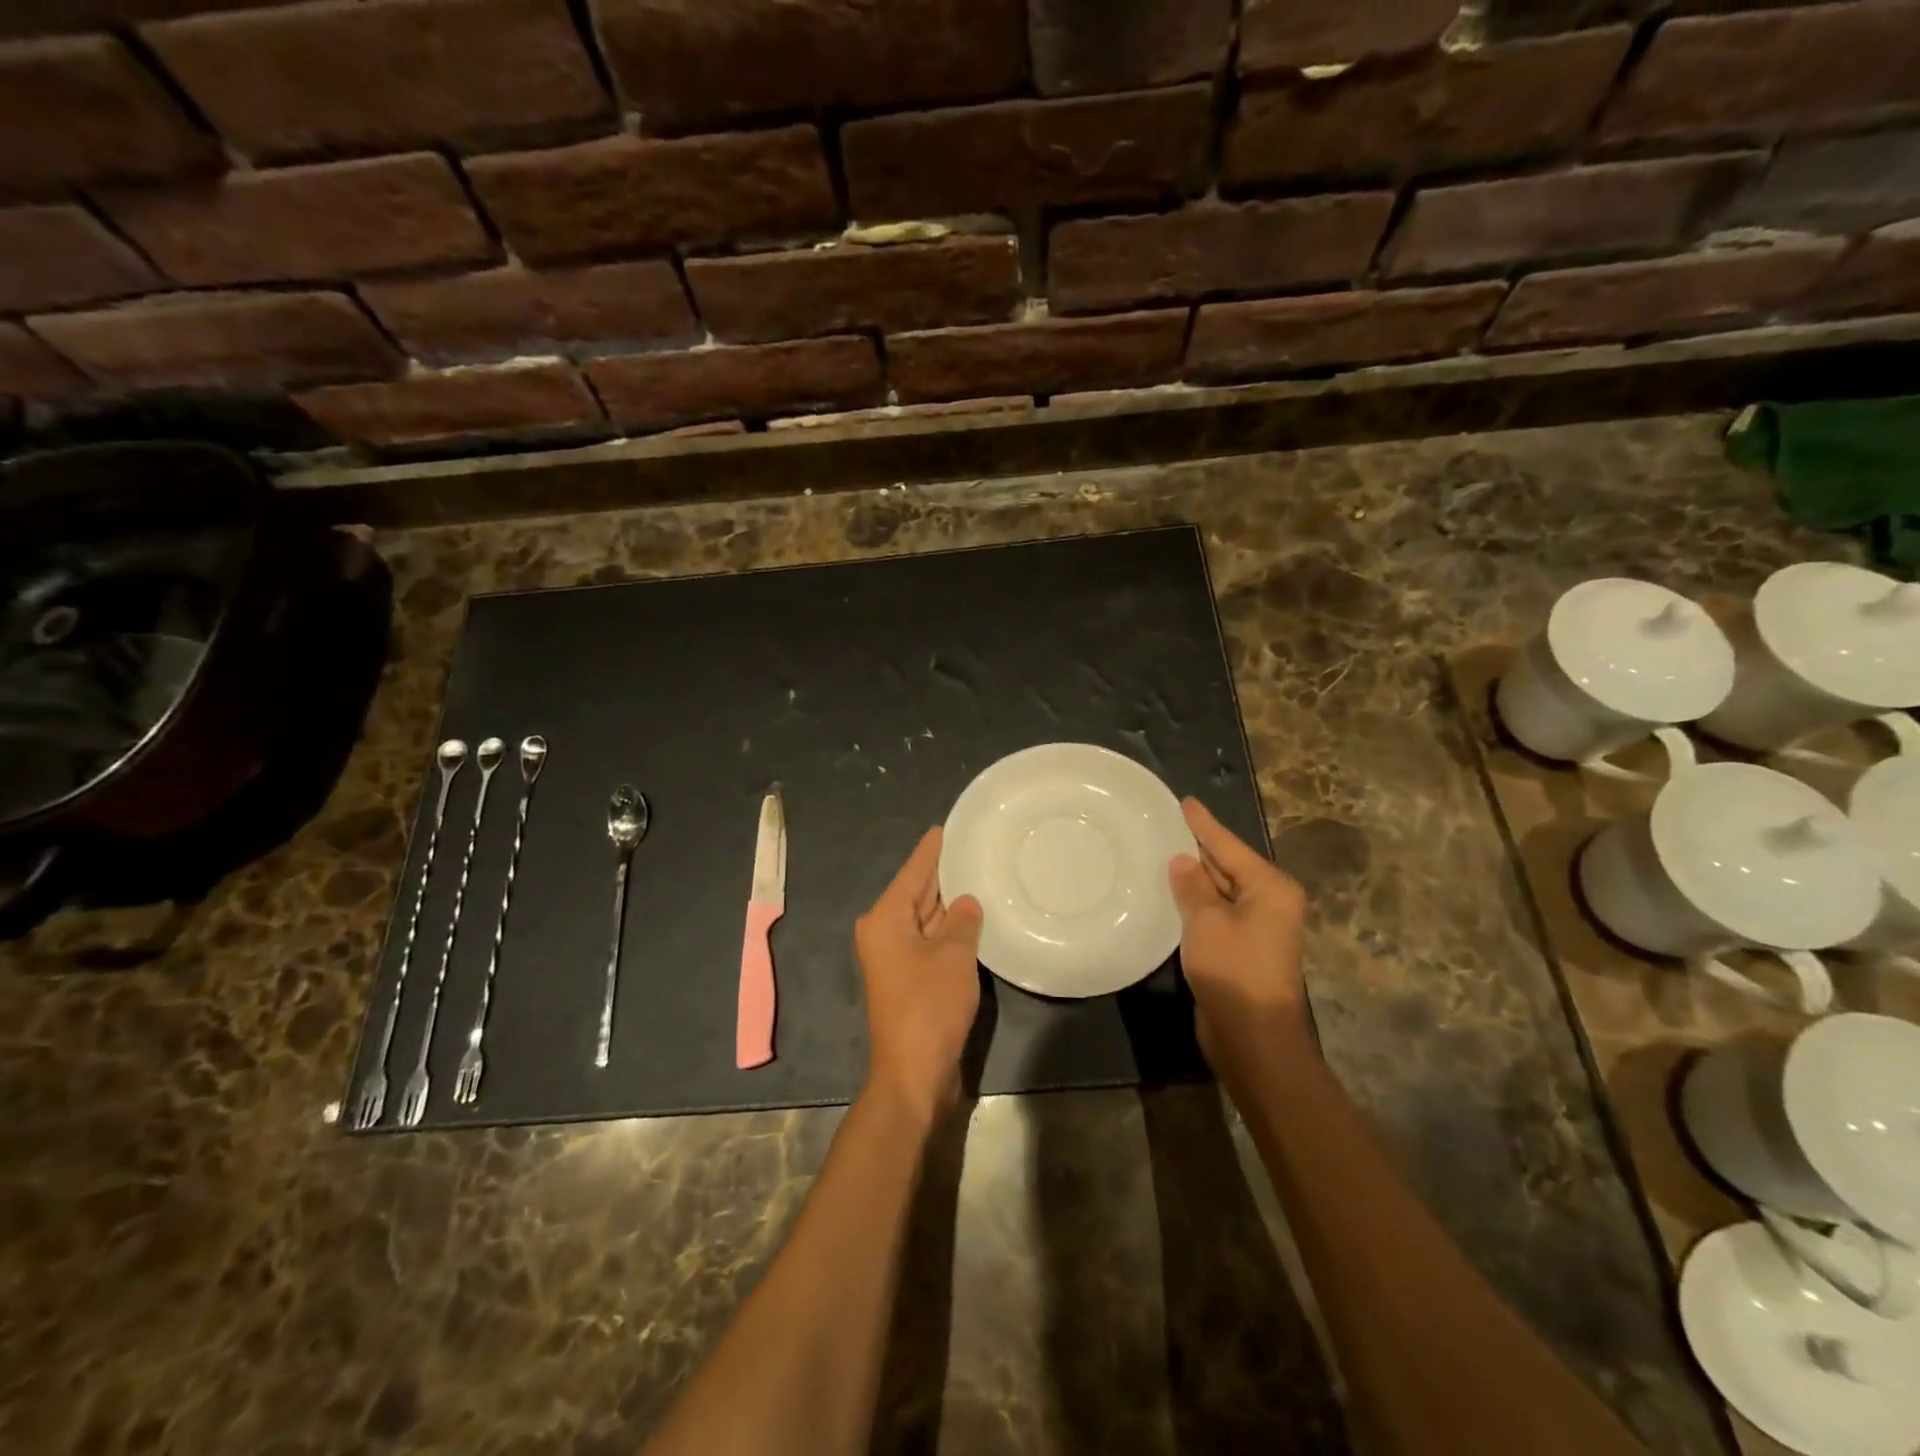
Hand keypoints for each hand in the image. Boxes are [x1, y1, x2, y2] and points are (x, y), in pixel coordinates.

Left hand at [855, 828, 982, 1127]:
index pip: (914, 871)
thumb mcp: (953, 956)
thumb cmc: (929, 1006)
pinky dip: (949, 929)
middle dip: (944, 873)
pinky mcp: (908, 977)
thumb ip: (962, 920)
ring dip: (949, 902)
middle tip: (976, 847)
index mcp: (885, 918)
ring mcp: (895, 956)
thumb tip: (966, 901)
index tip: (949, 825)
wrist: (913, 1074)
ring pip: (925, 917)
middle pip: (917, 891)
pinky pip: (930, 940)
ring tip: (980, 873)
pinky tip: (973, 917)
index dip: (934, 849)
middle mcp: (884, 931)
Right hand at [1169, 798, 1309, 1066]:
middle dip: (1197, 849)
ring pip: (1219, 891)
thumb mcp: (1206, 920)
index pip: (1228, 845)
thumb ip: (1192, 886)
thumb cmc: (1233, 969)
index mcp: (1269, 887)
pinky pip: (1215, 914)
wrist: (1253, 1036)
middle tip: (1164, 826)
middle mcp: (1269, 902)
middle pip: (1227, 866)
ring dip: (1193, 878)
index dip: (1203, 825)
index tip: (1185, 802)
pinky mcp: (1241, 949)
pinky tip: (1170, 894)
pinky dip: (1195, 903)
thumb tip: (1182, 860)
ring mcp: (1257, 927)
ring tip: (1161, 853)